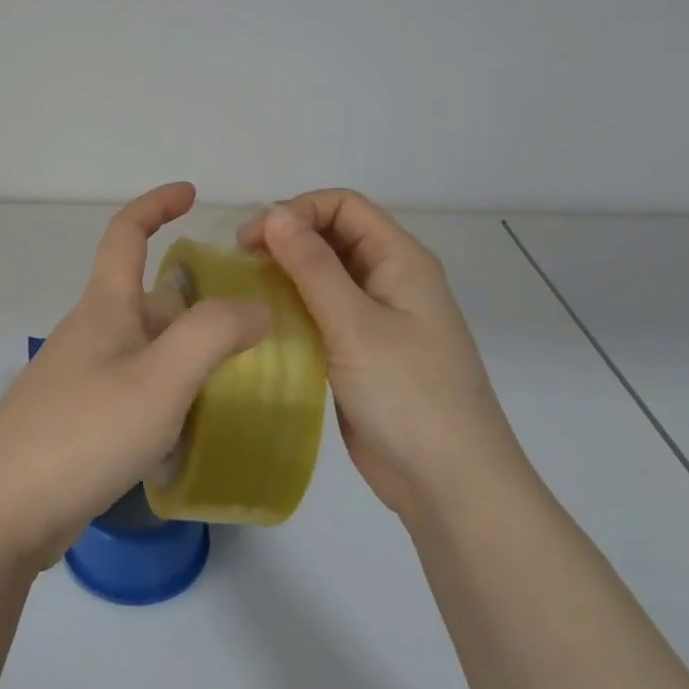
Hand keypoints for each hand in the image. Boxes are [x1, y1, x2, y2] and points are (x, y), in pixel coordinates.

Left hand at [0, 183, 270, 571]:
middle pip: (147, 297)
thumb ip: (212, 335)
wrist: (4, 512)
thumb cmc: (83, 433)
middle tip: (252, 322)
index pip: (125, 234)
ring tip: (240, 376)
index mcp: (104, 309)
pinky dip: (169, 390)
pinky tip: (193, 423)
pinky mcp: (79, 419)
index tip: (192, 194)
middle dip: (196, 299)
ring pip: (145, 346)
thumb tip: (256, 306)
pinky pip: (135, 386)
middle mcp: (90, 334)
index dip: (156, 204)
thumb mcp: (160, 380)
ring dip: (187, 350)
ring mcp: (81, 378)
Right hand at [239, 190, 520, 519]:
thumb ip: (313, 267)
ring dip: (285, 275)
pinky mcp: (359, 351)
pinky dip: (291, 309)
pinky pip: (321, 313)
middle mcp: (388, 280)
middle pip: (332, 236)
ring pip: (323, 275)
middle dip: (286, 239)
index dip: (297, 211)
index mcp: (400, 260)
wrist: (447, 481)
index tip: (253, 239)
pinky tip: (262, 323)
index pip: (344, 206)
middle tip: (240, 263)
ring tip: (244, 291)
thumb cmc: (407, 394)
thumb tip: (273, 215)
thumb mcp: (355, 324)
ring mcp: (375, 317)